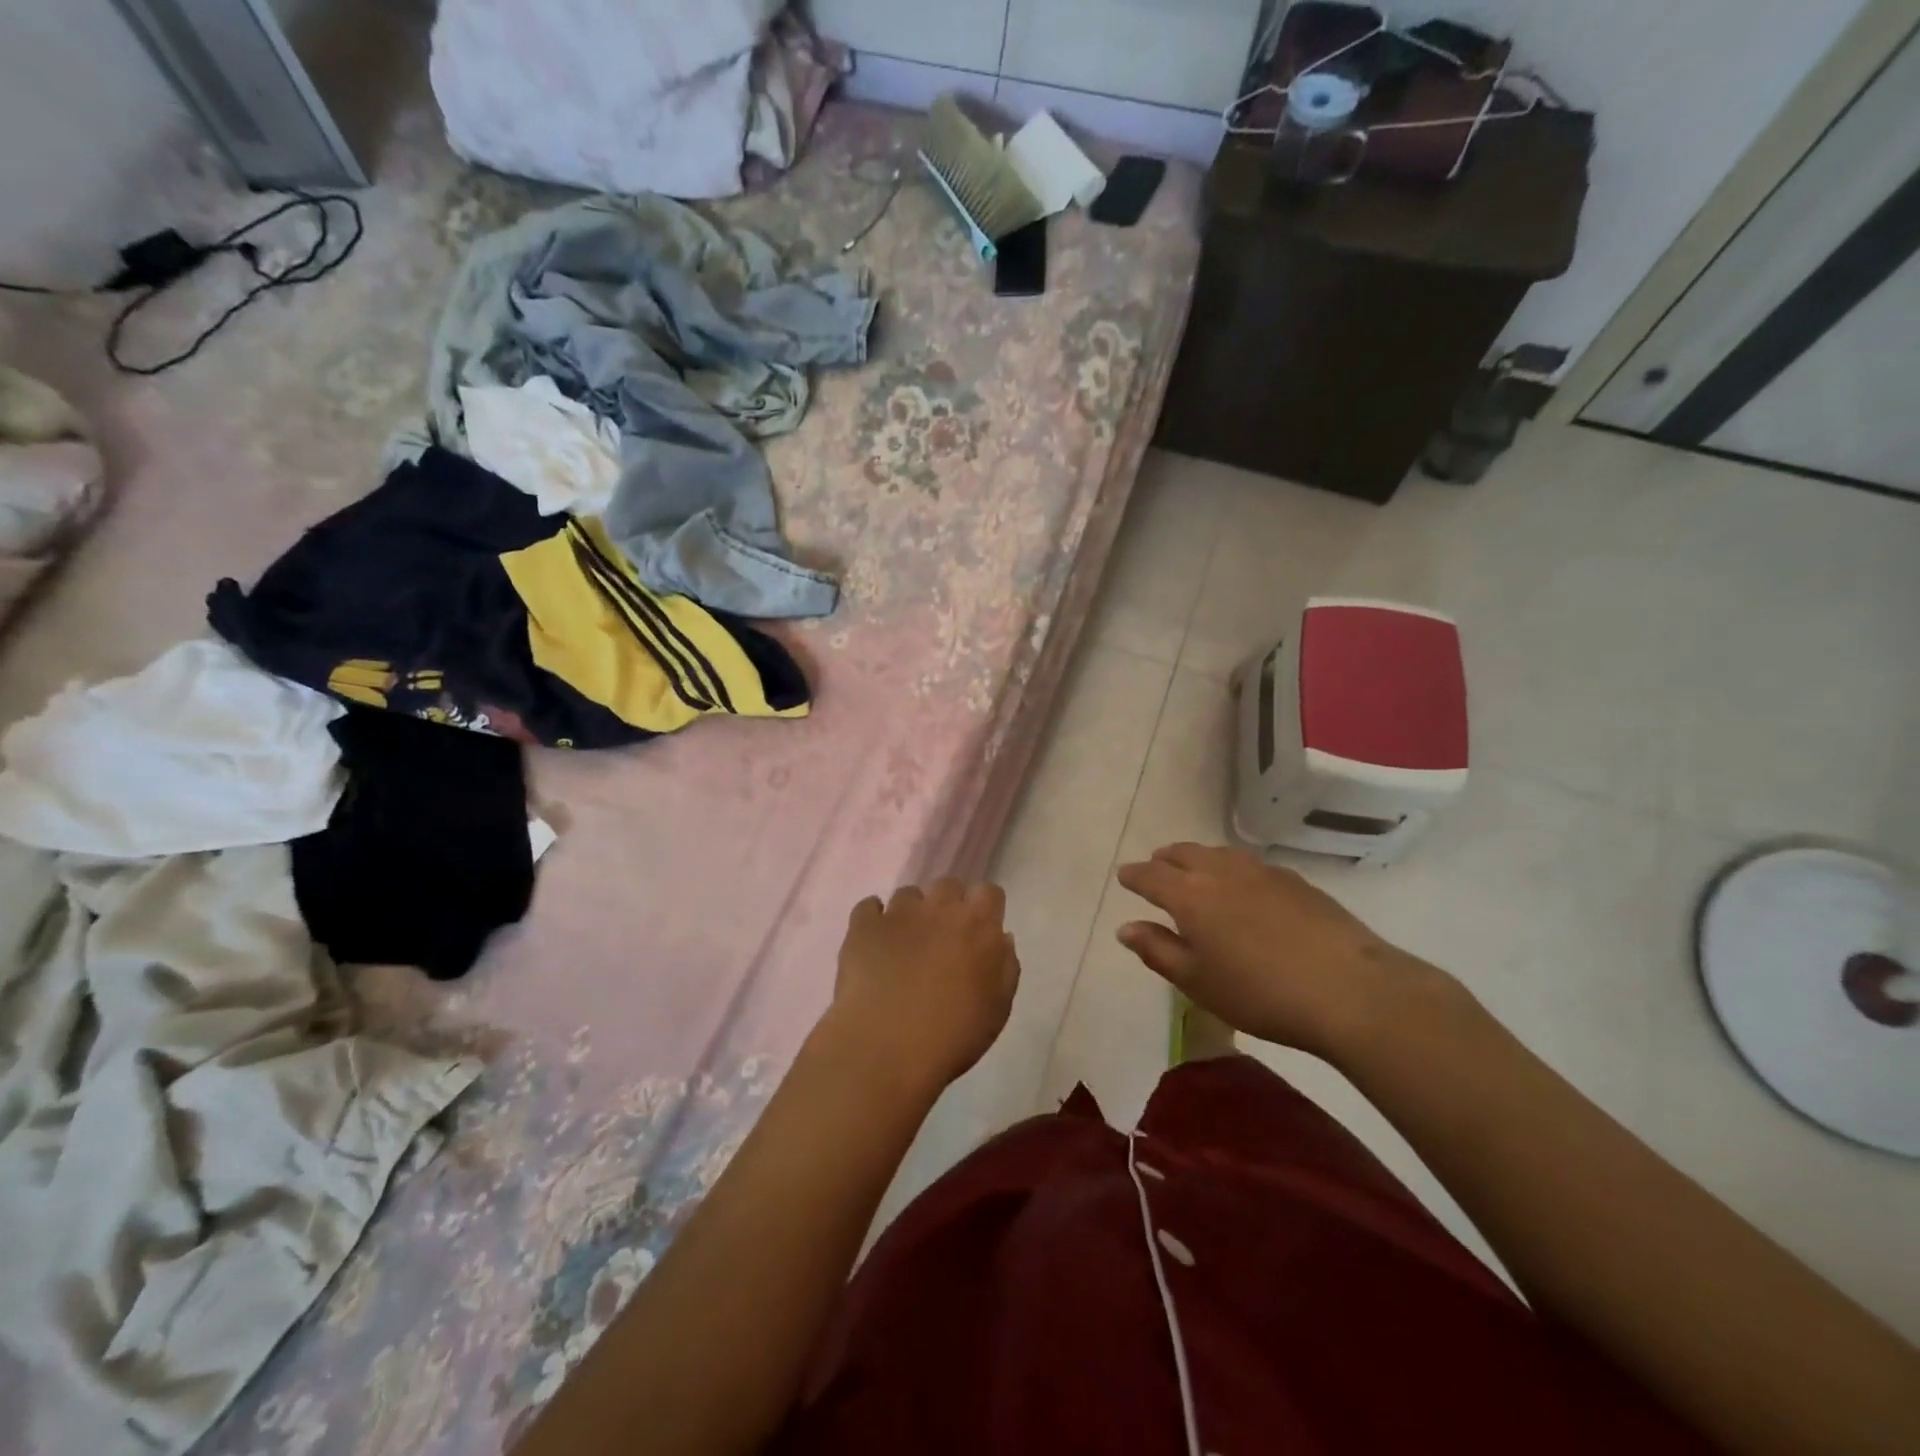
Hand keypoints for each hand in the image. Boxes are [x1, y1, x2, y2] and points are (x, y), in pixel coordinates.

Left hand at [825, 880, 1020, 1097]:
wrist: (886, 1047)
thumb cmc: (952, 1035)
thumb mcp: (997, 1009)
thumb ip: (1005, 967)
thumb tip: (1001, 939)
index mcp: (978, 924)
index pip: (989, 892)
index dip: (985, 908)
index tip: (980, 931)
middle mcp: (940, 907)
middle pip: (948, 886)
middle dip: (948, 905)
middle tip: (943, 939)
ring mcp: (898, 913)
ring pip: (909, 895)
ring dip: (912, 913)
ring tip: (905, 945)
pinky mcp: (863, 925)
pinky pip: (869, 907)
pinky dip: (873, 919)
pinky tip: (874, 941)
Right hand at [1115, 842, 1447, 1061]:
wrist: (1348, 989)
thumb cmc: (1259, 993)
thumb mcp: (1198, 982)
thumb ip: (1157, 951)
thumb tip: (1126, 928)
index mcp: (1189, 895)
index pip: (1151, 875)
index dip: (1134, 876)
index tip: (1124, 877)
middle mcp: (1220, 871)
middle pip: (1183, 853)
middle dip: (1164, 860)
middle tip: (1156, 869)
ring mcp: (1261, 871)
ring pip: (1218, 853)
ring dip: (1198, 859)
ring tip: (1195, 872)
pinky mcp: (1294, 880)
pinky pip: (1249, 864)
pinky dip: (1231, 868)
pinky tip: (1242, 888)